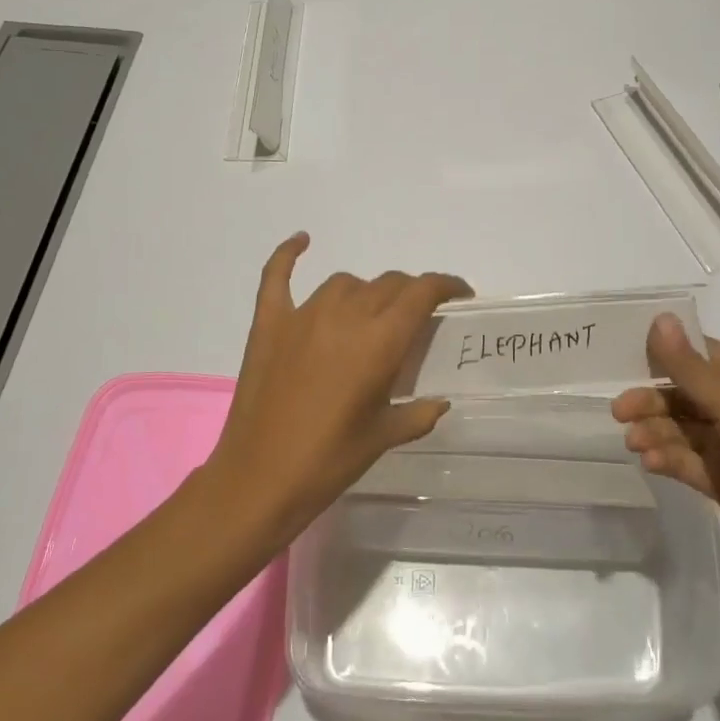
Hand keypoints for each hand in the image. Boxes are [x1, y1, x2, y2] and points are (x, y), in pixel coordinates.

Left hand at [207, 233, 471, 539]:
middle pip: (388, 284)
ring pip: (346, 283)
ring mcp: (303, 315)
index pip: (422, 292)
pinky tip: (302, 240)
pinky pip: (278, 276)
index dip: (446, 285)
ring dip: (366, 293)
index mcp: (380, 341)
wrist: (260, 479)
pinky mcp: (270, 323)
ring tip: (369, 317)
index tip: (459, 294)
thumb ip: (418, 413)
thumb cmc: (330, 461)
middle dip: (410, 294)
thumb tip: (439, 401)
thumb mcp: (384, 437)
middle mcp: (346, 316)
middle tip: (416, 319)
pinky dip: (288, 255)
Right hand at [611, 314, 719, 573]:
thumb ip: (690, 367)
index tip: (622, 359)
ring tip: (634, 443)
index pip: (700, 354)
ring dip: (655, 431)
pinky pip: (687, 461)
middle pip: (684, 393)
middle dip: (652, 400)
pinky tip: (651, 461)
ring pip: (681, 429)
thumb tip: (660, 318)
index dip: (664, 353)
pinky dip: (667, 458)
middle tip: (619, 411)